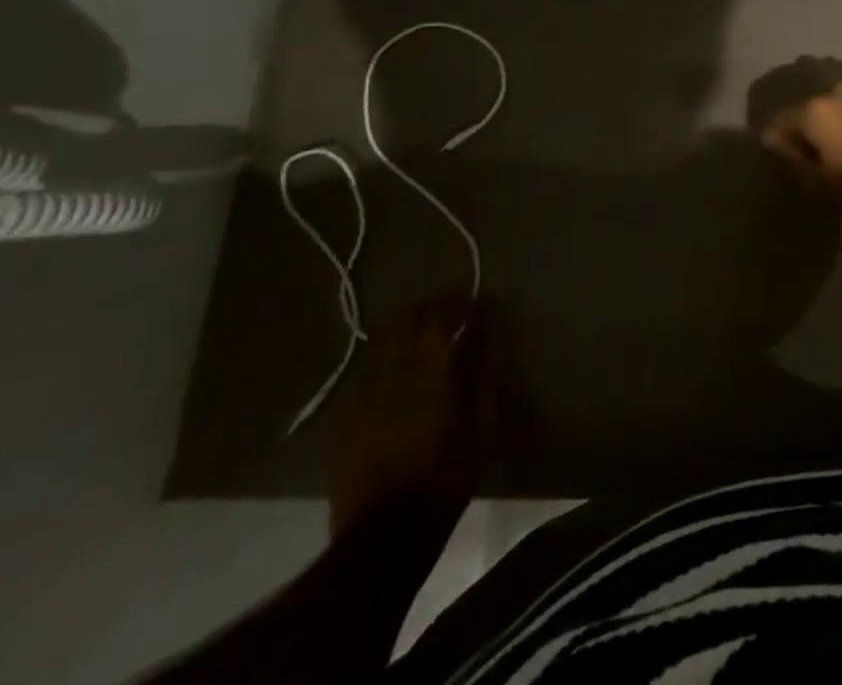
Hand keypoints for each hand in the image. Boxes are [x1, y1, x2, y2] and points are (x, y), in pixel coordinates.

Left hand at [327, 294, 497, 534]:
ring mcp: (363, 396)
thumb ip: (488, 383)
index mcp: (431, 372)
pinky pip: (364, 376)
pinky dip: (382, 363)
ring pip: (382, 345)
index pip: (441, 316)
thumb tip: (496, 346)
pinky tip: (391, 372)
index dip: (459, 303)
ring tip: (421, 334)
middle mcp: (394, 374)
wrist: (381, 539)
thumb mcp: (483, 433)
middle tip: (449, 311)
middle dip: (429, 309)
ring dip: (403, 332)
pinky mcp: (344, 420)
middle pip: (407, 322)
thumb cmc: (443, 483)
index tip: (475, 302)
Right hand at [761, 75, 841, 219]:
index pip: (781, 120)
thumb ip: (793, 160)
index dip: (776, 137)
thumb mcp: (820, 186)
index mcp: (815, 111)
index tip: (778, 151)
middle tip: (820, 148)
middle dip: (813, 124)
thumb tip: (776, 142)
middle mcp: (839, 90)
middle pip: (815, 107)